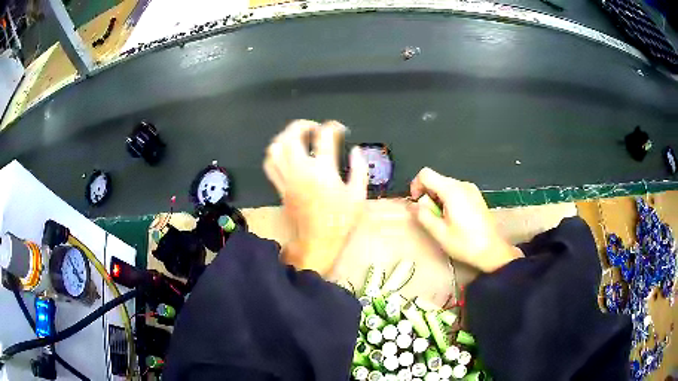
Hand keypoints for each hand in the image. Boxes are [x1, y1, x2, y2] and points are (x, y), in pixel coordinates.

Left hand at [264, 120, 368, 274]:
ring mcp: (287, 179)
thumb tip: (356, 151)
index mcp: (322, 171)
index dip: (333, 127)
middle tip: (314, 127)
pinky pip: (270, 165)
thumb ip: (359, 169)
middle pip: (292, 136)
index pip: (324, 137)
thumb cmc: (341, 220)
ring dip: (285, 136)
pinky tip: (284, 153)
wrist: (318, 242)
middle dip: (302, 125)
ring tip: (297, 136)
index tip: (340, 129)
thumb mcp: (358, 195)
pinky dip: (274, 153)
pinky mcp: (280, 188)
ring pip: (276, 148)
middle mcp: (300, 170)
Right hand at [409, 168, 522, 272]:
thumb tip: (413, 204)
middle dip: (428, 195)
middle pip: (436, 179)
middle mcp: (462, 185)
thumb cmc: (465, 243)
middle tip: (431, 216)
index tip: (417, 202)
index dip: (416, 185)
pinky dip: (449, 199)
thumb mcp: (439, 232)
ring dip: (438, 198)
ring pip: (446, 185)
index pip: (426, 174)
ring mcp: (471, 189)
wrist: (491, 250)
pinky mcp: (476, 195)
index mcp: (452, 191)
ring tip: (443, 219)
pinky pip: (456, 190)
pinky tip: (454, 218)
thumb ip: (423, 215)